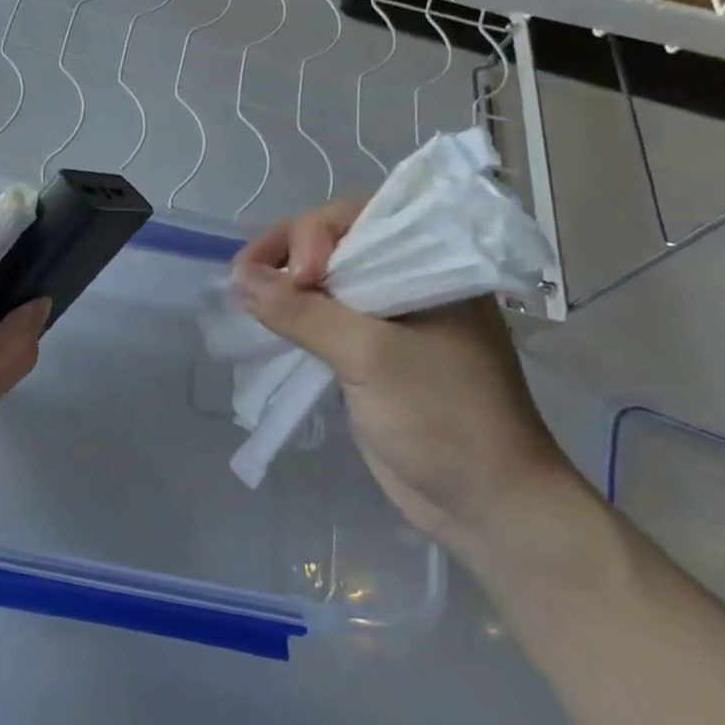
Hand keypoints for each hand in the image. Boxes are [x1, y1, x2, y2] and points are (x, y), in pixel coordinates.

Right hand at [235, 199, 575, 556]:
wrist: (486, 506)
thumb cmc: (443, 418)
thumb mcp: (371, 356)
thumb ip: (302, 312)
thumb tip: (238, 277)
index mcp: (429, 265)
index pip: (357, 218)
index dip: (314, 236)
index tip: (294, 278)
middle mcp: (408, 281)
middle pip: (334, 243)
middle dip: (287, 255)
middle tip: (245, 279)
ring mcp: (388, 318)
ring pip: (323, 281)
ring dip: (282, 285)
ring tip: (243, 296)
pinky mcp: (369, 353)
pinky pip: (321, 318)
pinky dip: (290, 316)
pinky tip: (261, 320)